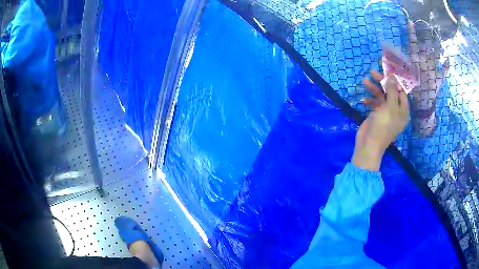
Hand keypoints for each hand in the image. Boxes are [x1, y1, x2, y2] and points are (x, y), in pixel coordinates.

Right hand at [352, 71, 409, 170]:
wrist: (369, 144)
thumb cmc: (383, 126)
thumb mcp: (390, 107)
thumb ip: (392, 91)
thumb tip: (392, 77)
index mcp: (403, 110)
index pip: (401, 91)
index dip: (395, 81)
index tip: (387, 70)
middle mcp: (396, 110)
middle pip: (391, 91)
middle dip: (382, 82)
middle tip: (373, 72)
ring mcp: (386, 112)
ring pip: (382, 96)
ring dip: (374, 88)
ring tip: (364, 81)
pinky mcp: (377, 114)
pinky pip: (375, 103)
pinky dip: (369, 100)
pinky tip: (363, 99)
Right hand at [408, 21, 449, 135]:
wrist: (422, 107)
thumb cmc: (413, 92)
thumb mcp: (405, 79)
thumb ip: (400, 68)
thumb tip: (389, 59)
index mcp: (416, 62)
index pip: (413, 44)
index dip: (412, 34)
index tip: (411, 22)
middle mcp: (425, 64)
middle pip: (427, 49)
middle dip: (428, 39)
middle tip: (429, 30)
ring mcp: (433, 71)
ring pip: (436, 57)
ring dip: (437, 49)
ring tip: (439, 41)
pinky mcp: (439, 80)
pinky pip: (443, 72)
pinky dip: (446, 66)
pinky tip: (448, 59)